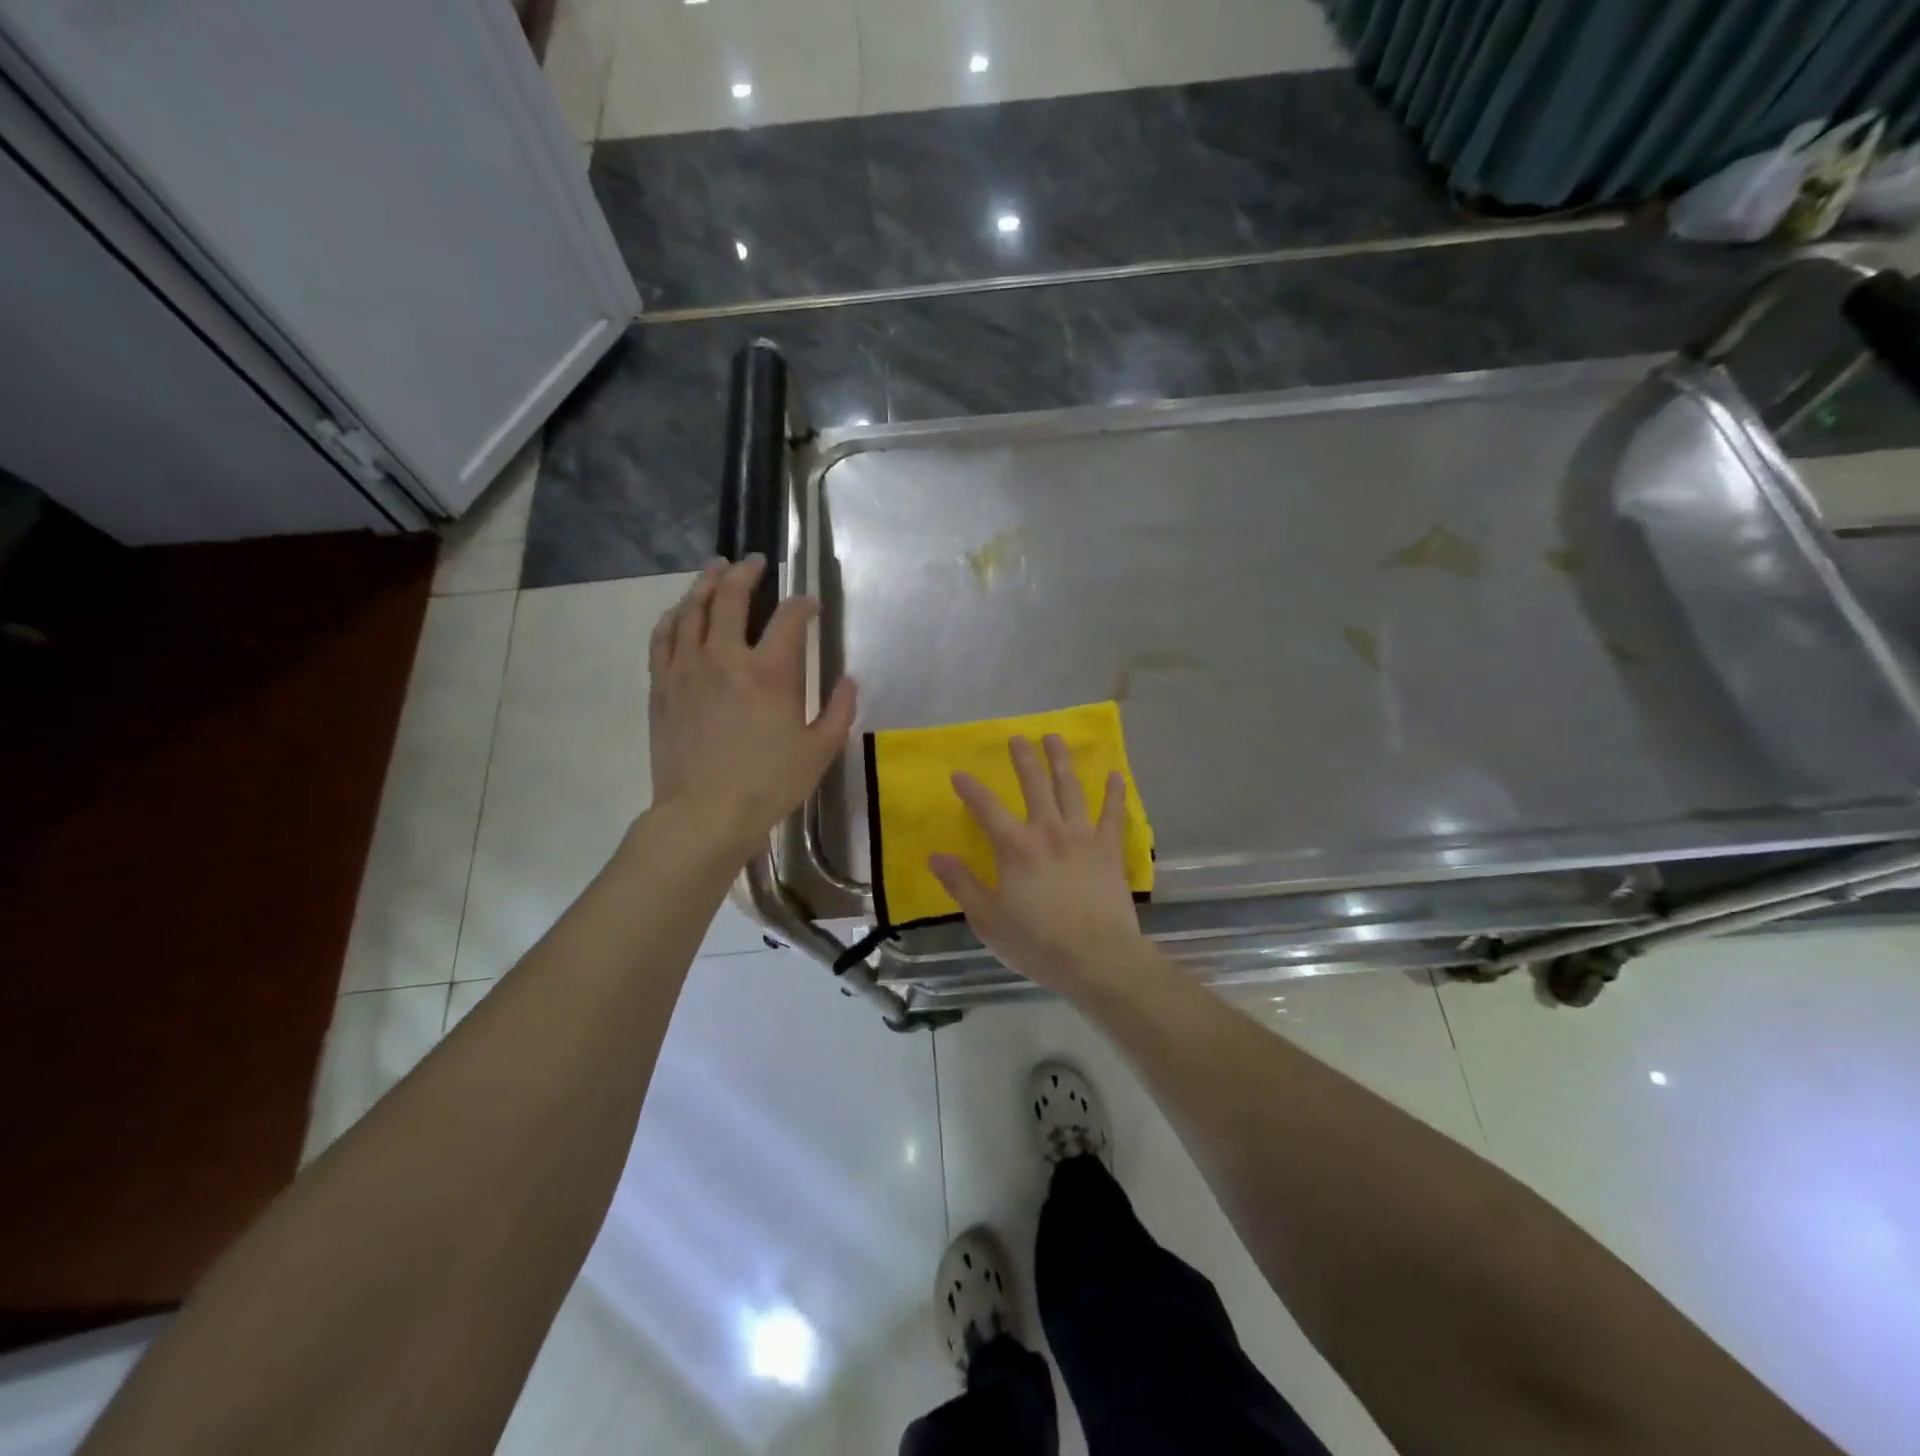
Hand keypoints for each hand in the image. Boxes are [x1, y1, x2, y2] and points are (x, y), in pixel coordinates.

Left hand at [648, 556, 855, 854]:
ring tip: (715, 569)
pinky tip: (681, 610)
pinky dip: (675, 616)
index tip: (811, 604)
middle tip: (755, 562)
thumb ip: (840, 710)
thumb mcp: (820, 750)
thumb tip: (849, 680)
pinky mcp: (662, 685)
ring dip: (705, 583)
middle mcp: (725, 657)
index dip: (803, 604)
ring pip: (692, 609)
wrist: (705, 813)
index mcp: (770, 672)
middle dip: (746, 573)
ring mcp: (687, 668)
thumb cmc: (769, 784)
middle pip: (730, 597)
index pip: (789, 618)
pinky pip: (664, 637)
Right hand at [929, 735, 1143, 989]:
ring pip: (1071, 788)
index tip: (959, 774)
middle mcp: (1047, 831)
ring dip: (1062, 761)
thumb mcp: (988, 920)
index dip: (970, 789)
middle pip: (1034, 784)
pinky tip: (1116, 775)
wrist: (1096, 958)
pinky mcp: (1109, 850)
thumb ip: (962, 885)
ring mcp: (1082, 837)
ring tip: (1055, 738)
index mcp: (1015, 847)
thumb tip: (936, 856)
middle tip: (1017, 737)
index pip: (986, 808)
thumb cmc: (1036, 943)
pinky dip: (1115, 794)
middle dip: (1023, 758)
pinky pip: (1113, 815)